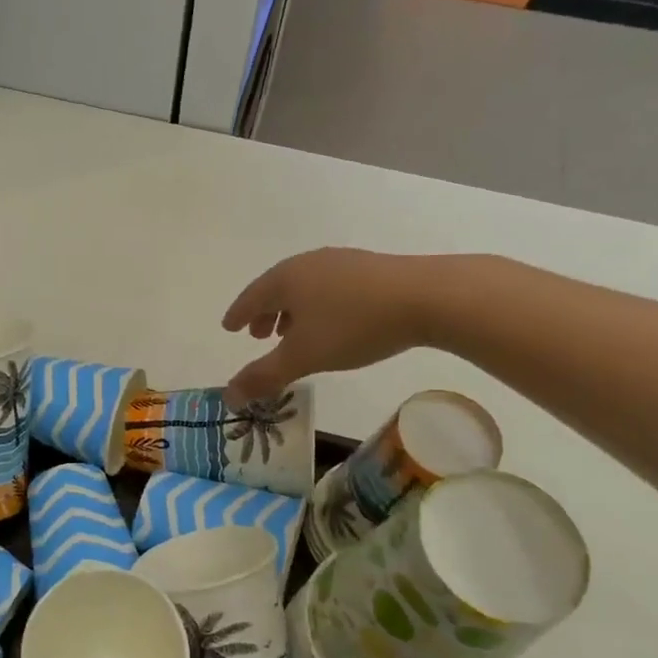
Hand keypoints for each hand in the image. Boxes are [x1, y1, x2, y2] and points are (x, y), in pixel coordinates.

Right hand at [222, 249, 438, 403]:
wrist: (428, 297)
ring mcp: (342, 262)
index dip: (238, 315)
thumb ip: (264, 376)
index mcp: (285, 278)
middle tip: (259, 335)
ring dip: (292, 310)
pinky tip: (332, 321)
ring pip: (305, 287)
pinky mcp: (371, 269)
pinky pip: (329, 287)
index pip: (251, 297)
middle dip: (265, 313)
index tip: (229, 327)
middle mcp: (308, 264)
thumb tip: (229, 395)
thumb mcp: (303, 356)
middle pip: (277, 288)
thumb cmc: (353, 325)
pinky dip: (318, 305)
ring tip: (292, 332)